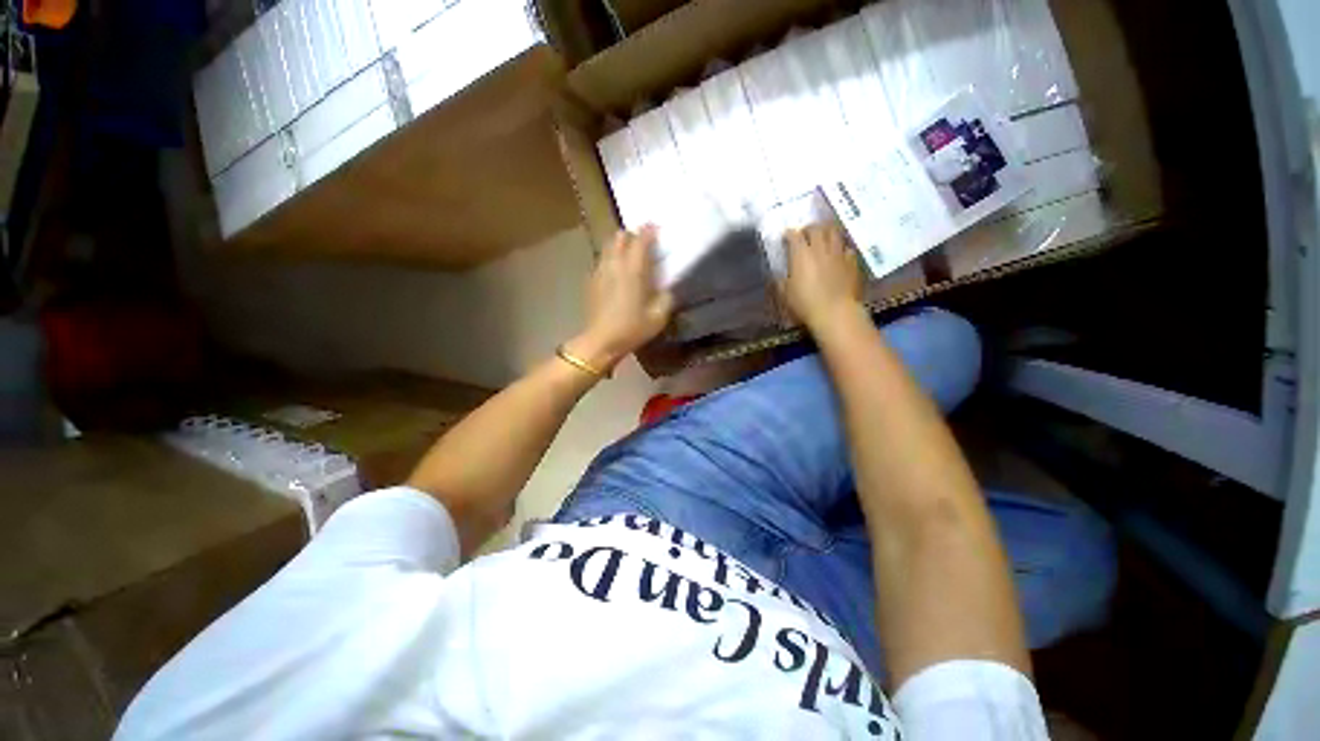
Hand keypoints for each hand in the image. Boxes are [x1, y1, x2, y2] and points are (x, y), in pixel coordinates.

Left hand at [566, 226, 674, 371]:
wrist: (601, 341)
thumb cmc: (632, 328)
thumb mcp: (659, 316)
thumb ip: (666, 297)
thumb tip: (666, 288)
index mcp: (633, 270)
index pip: (640, 239)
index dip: (649, 231)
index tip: (656, 228)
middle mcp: (614, 264)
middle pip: (620, 236)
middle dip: (632, 235)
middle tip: (643, 244)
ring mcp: (600, 271)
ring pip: (608, 246)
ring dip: (620, 246)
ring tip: (630, 257)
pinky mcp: (592, 280)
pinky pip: (602, 260)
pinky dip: (611, 259)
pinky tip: (617, 273)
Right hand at [779, 223, 864, 330]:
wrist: (835, 312)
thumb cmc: (805, 304)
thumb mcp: (785, 295)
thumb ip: (781, 281)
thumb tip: (778, 275)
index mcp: (801, 254)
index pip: (794, 235)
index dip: (789, 234)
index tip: (786, 237)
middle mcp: (820, 248)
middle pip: (816, 228)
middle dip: (808, 229)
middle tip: (805, 235)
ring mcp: (838, 253)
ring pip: (834, 232)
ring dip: (826, 232)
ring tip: (823, 238)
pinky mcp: (852, 261)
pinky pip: (846, 248)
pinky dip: (840, 247)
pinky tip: (838, 254)